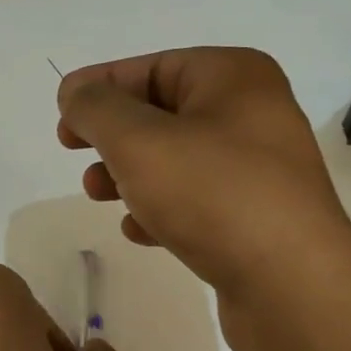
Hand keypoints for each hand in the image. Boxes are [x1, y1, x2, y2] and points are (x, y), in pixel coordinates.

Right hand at [56, 48, 350, 350]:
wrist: (290, 284)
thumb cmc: (212, 194)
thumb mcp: (139, 141)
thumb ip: (97, 110)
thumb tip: (76, 93)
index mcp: (234, 78)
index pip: (152, 67)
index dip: (101, 86)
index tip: (61, 113)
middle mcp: (252, 115)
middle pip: (163, 114)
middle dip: (113, 136)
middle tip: (75, 153)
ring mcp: (258, 170)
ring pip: (176, 162)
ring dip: (131, 175)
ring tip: (98, 195)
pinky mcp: (256, 218)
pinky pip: (196, 202)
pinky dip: (162, 210)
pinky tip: (141, 232)